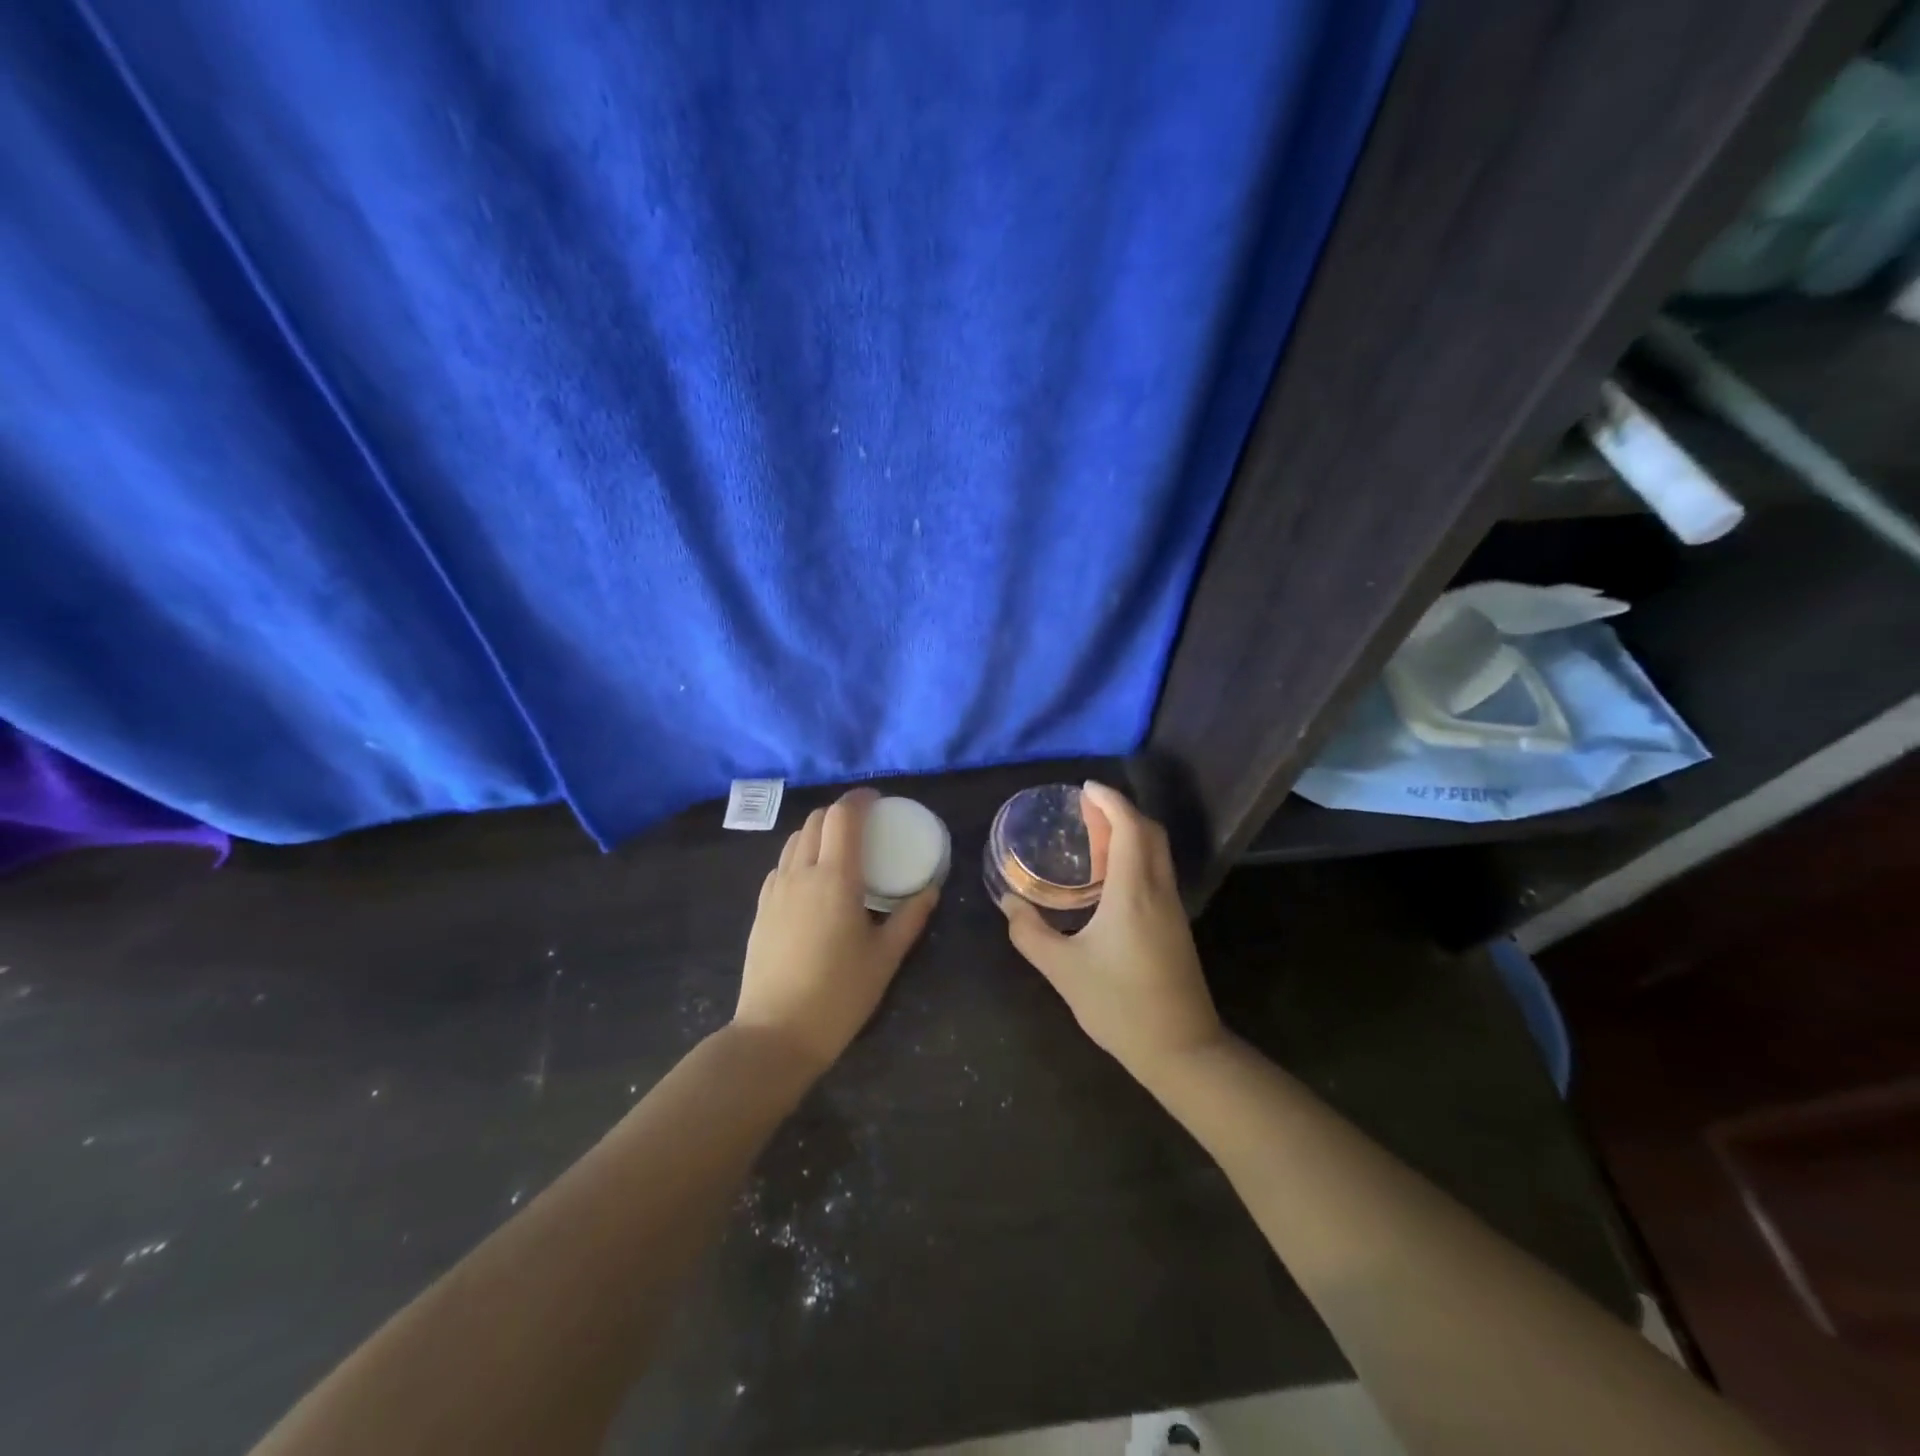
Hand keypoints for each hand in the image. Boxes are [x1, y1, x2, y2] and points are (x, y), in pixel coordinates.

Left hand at [736, 788, 936, 1074]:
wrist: (776, 1033)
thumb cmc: (839, 994)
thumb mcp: (885, 958)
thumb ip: (910, 918)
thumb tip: (930, 890)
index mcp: (835, 878)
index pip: (843, 816)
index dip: (860, 799)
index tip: (878, 799)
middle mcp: (801, 873)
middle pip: (817, 820)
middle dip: (841, 812)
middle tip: (865, 825)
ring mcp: (775, 889)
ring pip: (795, 839)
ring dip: (819, 831)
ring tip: (841, 849)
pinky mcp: (761, 907)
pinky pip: (782, 864)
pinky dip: (801, 855)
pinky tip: (814, 880)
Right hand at [999, 781, 1225, 1086]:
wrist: (1182, 1050)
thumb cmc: (1119, 1006)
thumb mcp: (1063, 970)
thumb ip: (1030, 934)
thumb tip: (1010, 904)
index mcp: (1134, 892)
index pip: (1129, 826)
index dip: (1110, 801)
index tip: (1085, 788)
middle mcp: (1159, 890)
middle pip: (1149, 832)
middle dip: (1119, 811)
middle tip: (1085, 808)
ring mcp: (1172, 908)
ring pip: (1156, 852)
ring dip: (1129, 833)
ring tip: (1093, 833)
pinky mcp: (1175, 926)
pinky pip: (1156, 872)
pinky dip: (1135, 856)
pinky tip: (1109, 876)